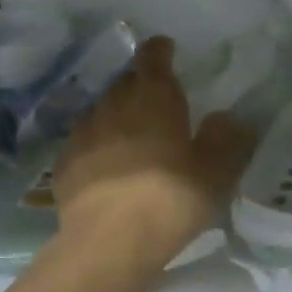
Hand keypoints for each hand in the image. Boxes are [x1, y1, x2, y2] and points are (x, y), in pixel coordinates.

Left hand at [54, 36, 254, 268]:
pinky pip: (85, 143)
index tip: (166, 49)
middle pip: (126, 82)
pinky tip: (107, 166)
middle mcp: (114, 105)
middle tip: (157, 100)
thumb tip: (227, 117)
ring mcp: (83, 133)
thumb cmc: (171, 199)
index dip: (160, 50)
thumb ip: (226, 139)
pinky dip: (98, 146)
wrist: (109, 242)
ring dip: (117, 116)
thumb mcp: (216, 172)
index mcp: (154, 98)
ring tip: (132, 135)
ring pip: (102, 111)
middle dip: (140, 85)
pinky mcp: (64, 164)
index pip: (153, 57)